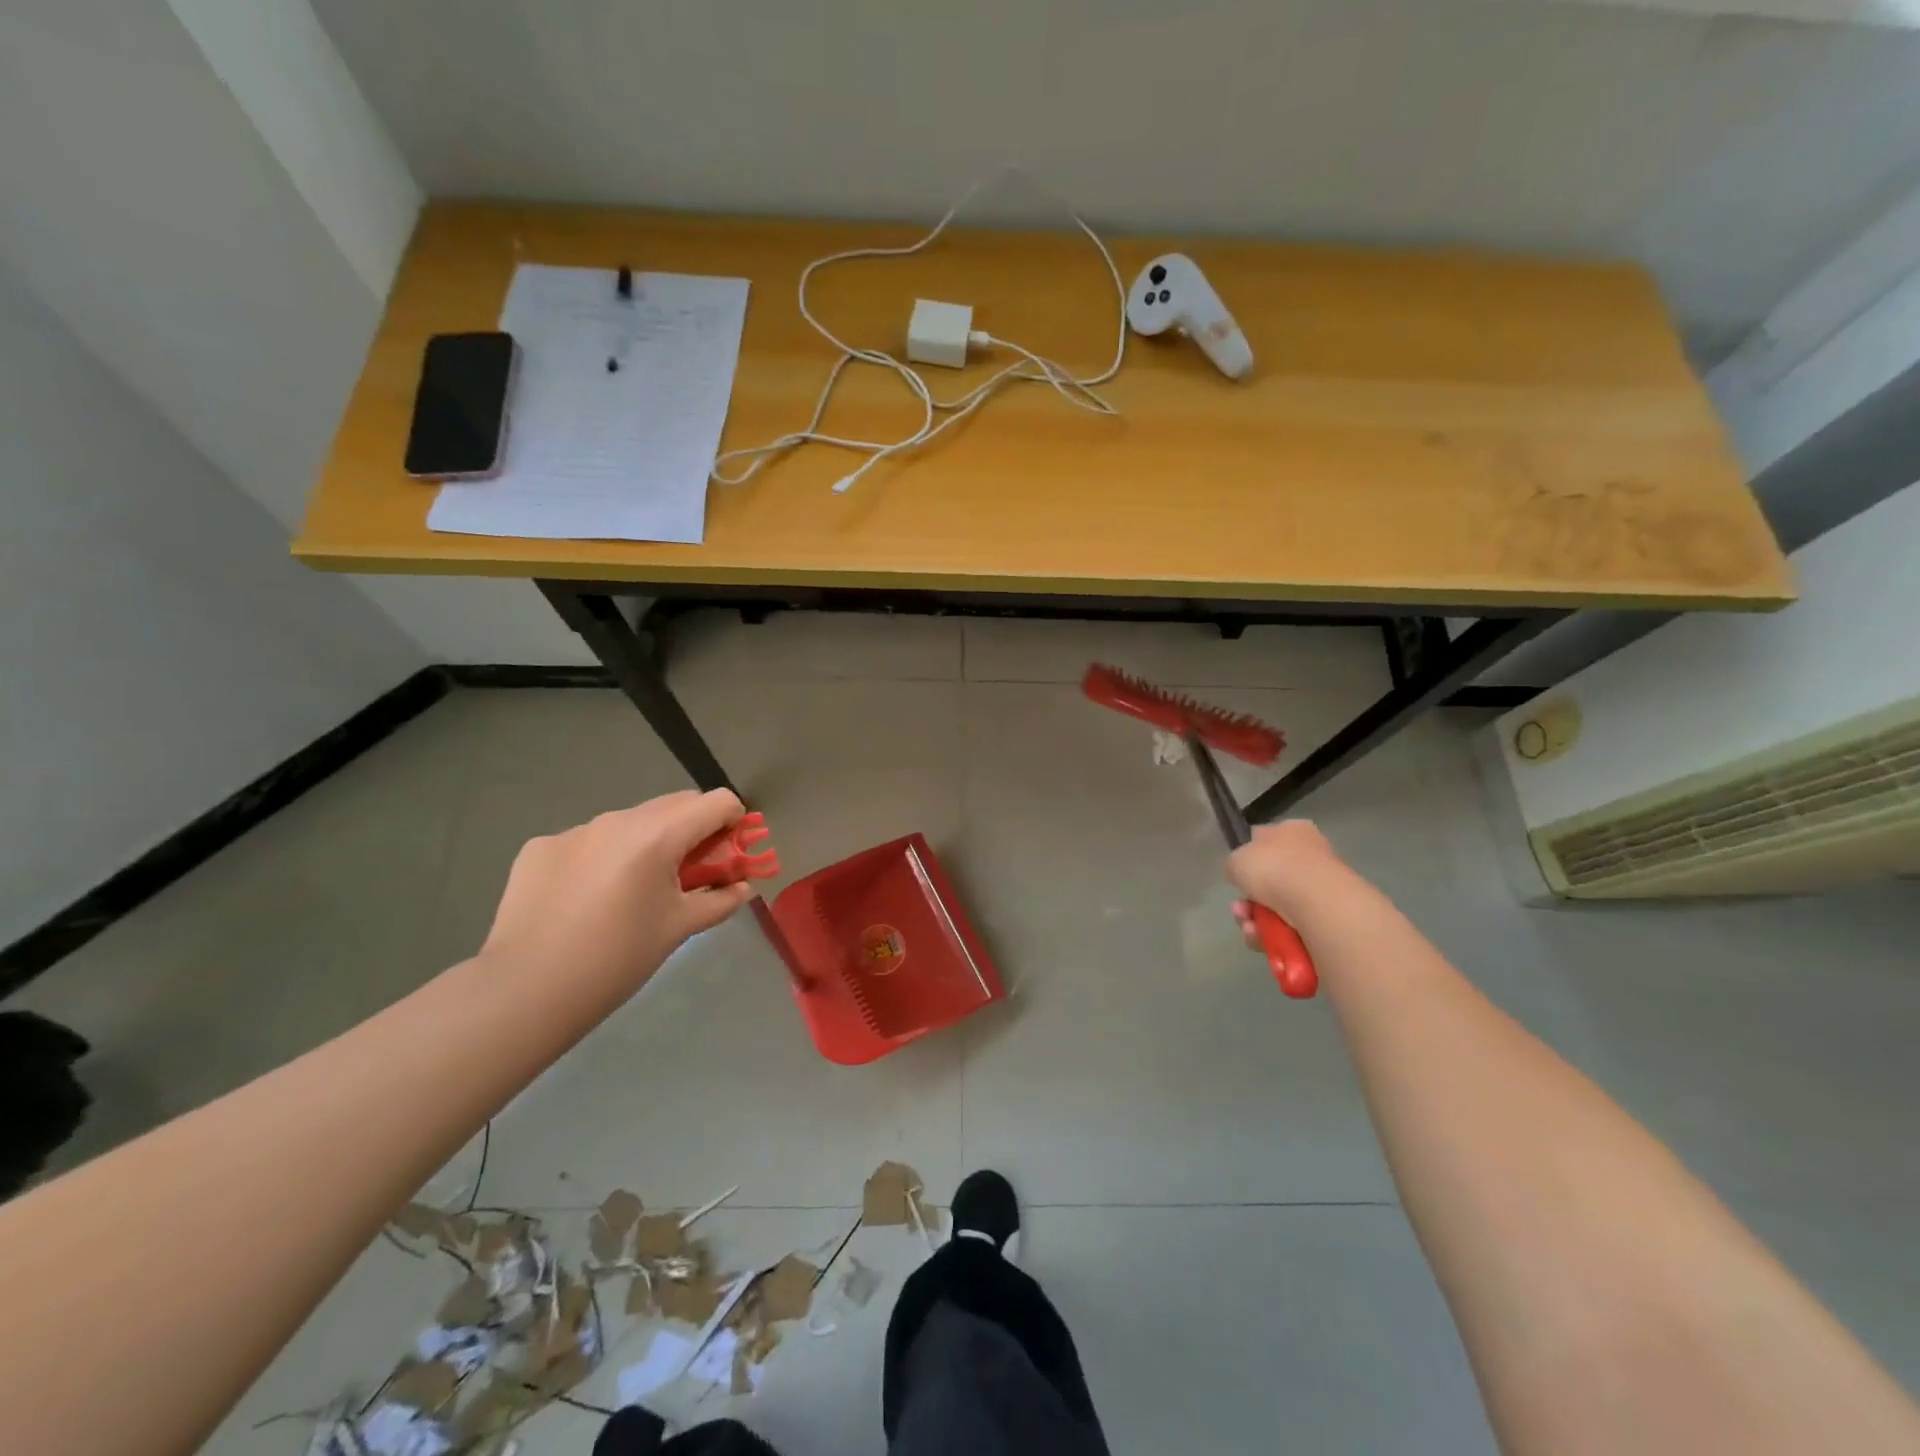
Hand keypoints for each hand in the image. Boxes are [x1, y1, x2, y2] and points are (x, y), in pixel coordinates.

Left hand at [481, 789, 755, 994]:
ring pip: (630, 822)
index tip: (730, 853)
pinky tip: (587, 898)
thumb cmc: (617, 959)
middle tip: (690, 873)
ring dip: (647, 842)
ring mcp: (574, 830)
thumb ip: (720, 900)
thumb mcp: (679, 928)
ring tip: (633, 891)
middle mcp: (617, 819)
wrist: (526, 991)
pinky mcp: (539, 847)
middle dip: (693, 830)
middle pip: (675, 804)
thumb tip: (743, 887)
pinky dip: (602, 858)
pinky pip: (588, 841)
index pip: (717, 801)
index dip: (734, 822)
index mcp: (657, 835)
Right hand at [1226, 819, 1349, 948]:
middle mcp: (1311, 855)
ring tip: (1250, 928)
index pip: (1266, 840)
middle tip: (1239, 909)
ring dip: (1255, 919)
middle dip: (1248, 899)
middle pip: (1269, 880)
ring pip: (1276, 907)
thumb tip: (1239, 872)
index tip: (1236, 876)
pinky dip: (1273, 934)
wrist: (1317, 903)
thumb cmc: (1275, 868)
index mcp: (1294, 831)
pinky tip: (1264, 938)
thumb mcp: (1236, 859)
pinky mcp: (1326, 918)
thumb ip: (1234, 864)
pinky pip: (1290, 926)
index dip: (1248, 858)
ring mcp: (1321, 888)